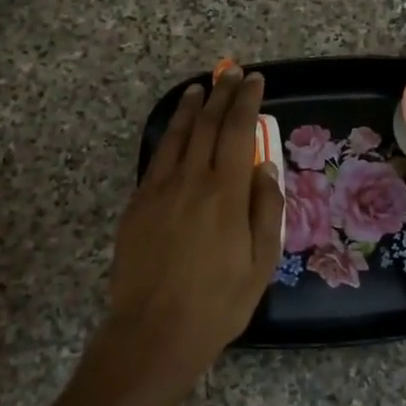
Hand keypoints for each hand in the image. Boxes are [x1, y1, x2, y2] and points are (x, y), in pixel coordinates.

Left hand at [37, 69, 283, 405]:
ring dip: (192, 108)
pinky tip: (176, 128)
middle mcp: (192, 181)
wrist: (154, 332)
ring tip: (201, 87)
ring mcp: (159, 190)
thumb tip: (265, 167)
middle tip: (232, 73)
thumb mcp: (261, 263)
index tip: (255, 81)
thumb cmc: (217, 304)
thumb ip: (267, 210)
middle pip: (208, 125)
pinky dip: (170, 135)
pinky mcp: (138, 204)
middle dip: (223, 94)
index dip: (247, 102)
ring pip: (178, 136)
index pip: (238, 132)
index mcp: (226, 194)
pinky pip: (157, 158)